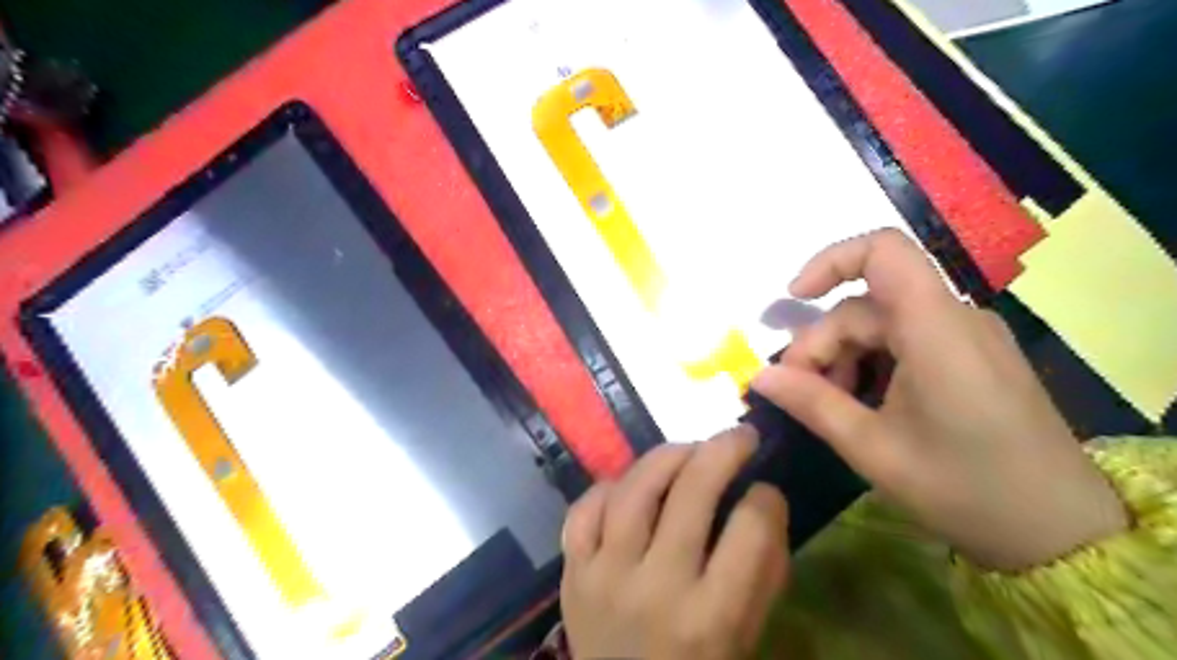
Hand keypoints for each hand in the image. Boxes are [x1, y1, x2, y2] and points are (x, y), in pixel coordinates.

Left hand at [561, 429, 789, 659]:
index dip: (766, 498)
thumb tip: (765, 502)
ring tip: (689, 450)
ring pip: (634, 489)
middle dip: (723, 451)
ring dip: (667, 456)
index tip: (767, 489)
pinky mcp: (571, 571)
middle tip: (740, 436)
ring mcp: (604, 576)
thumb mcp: (743, 637)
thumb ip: (762, 573)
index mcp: (710, 619)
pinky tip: (631, 485)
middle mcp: (655, 589)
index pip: (748, 533)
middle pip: (691, 494)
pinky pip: (584, 510)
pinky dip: (610, 487)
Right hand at [755, 230, 1130, 569]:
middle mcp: (954, 319)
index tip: (793, 300)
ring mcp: (966, 338)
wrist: (1063, 534)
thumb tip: (758, 376)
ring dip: (844, 358)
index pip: (882, 251)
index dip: (829, 262)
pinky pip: (906, 343)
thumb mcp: (872, 448)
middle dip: (822, 344)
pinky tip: (865, 406)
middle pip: (866, 306)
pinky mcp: (971, 358)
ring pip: (882, 326)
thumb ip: (811, 403)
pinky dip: (871, 365)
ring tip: (833, 408)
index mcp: (935, 329)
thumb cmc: (965, 489)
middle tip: (799, 394)